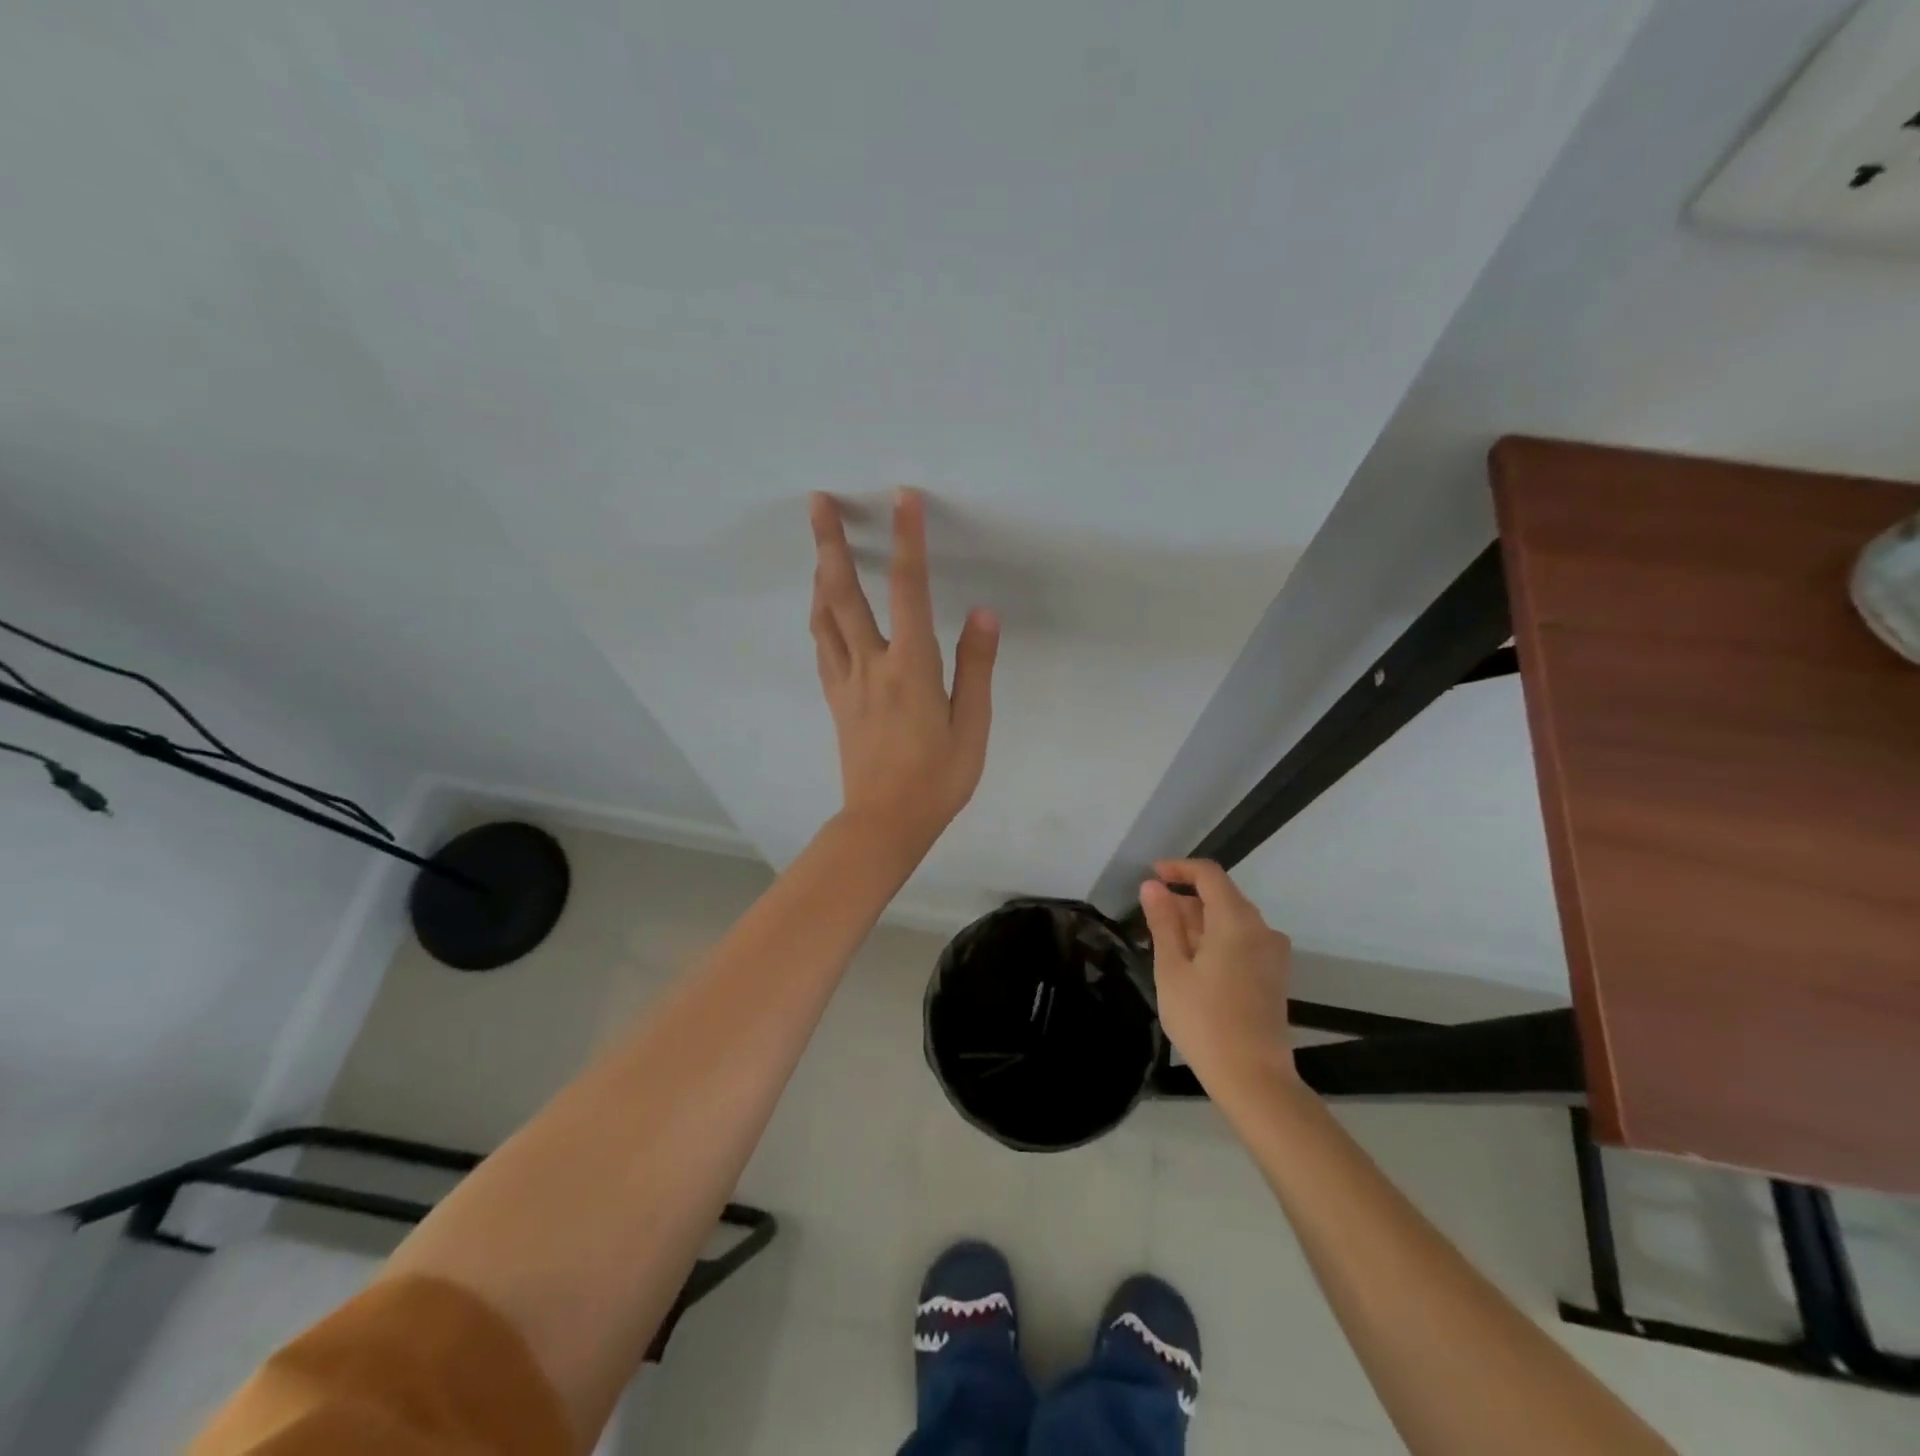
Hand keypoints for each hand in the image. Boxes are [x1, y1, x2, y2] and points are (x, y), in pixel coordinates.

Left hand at [810, 489, 999, 857]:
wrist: (884, 823)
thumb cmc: (937, 779)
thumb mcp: (973, 727)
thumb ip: (975, 667)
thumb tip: (982, 613)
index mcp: (911, 668)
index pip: (909, 591)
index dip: (907, 541)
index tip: (902, 499)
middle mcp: (872, 665)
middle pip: (844, 594)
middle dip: (831, 543)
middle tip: (817, 501)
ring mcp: (847, 682)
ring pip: (824, 617)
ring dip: (819, 574)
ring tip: (817, 544)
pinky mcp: (836, 700)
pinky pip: (822, 646)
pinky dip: (820, 616)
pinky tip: (821, 606)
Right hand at [1140, 860, 1296, 1092]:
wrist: (1253, 1078)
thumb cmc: (1204, 1020)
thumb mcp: (1172, 969)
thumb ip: (1163, 922)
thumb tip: (1152, 886)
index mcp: (1236, 921)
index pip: (1209, 874)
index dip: (1179, 868)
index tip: (1152, 875)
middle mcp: (1262, 929)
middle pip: (1222, 896)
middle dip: (1186, 899)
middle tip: (1152, 918)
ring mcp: (1273, 953)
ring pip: (1232, 920)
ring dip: (1200, 922)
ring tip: (1168, 944)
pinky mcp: (1275, 975)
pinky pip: (1243, 940)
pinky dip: (1217, 939)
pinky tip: (1194, 963)